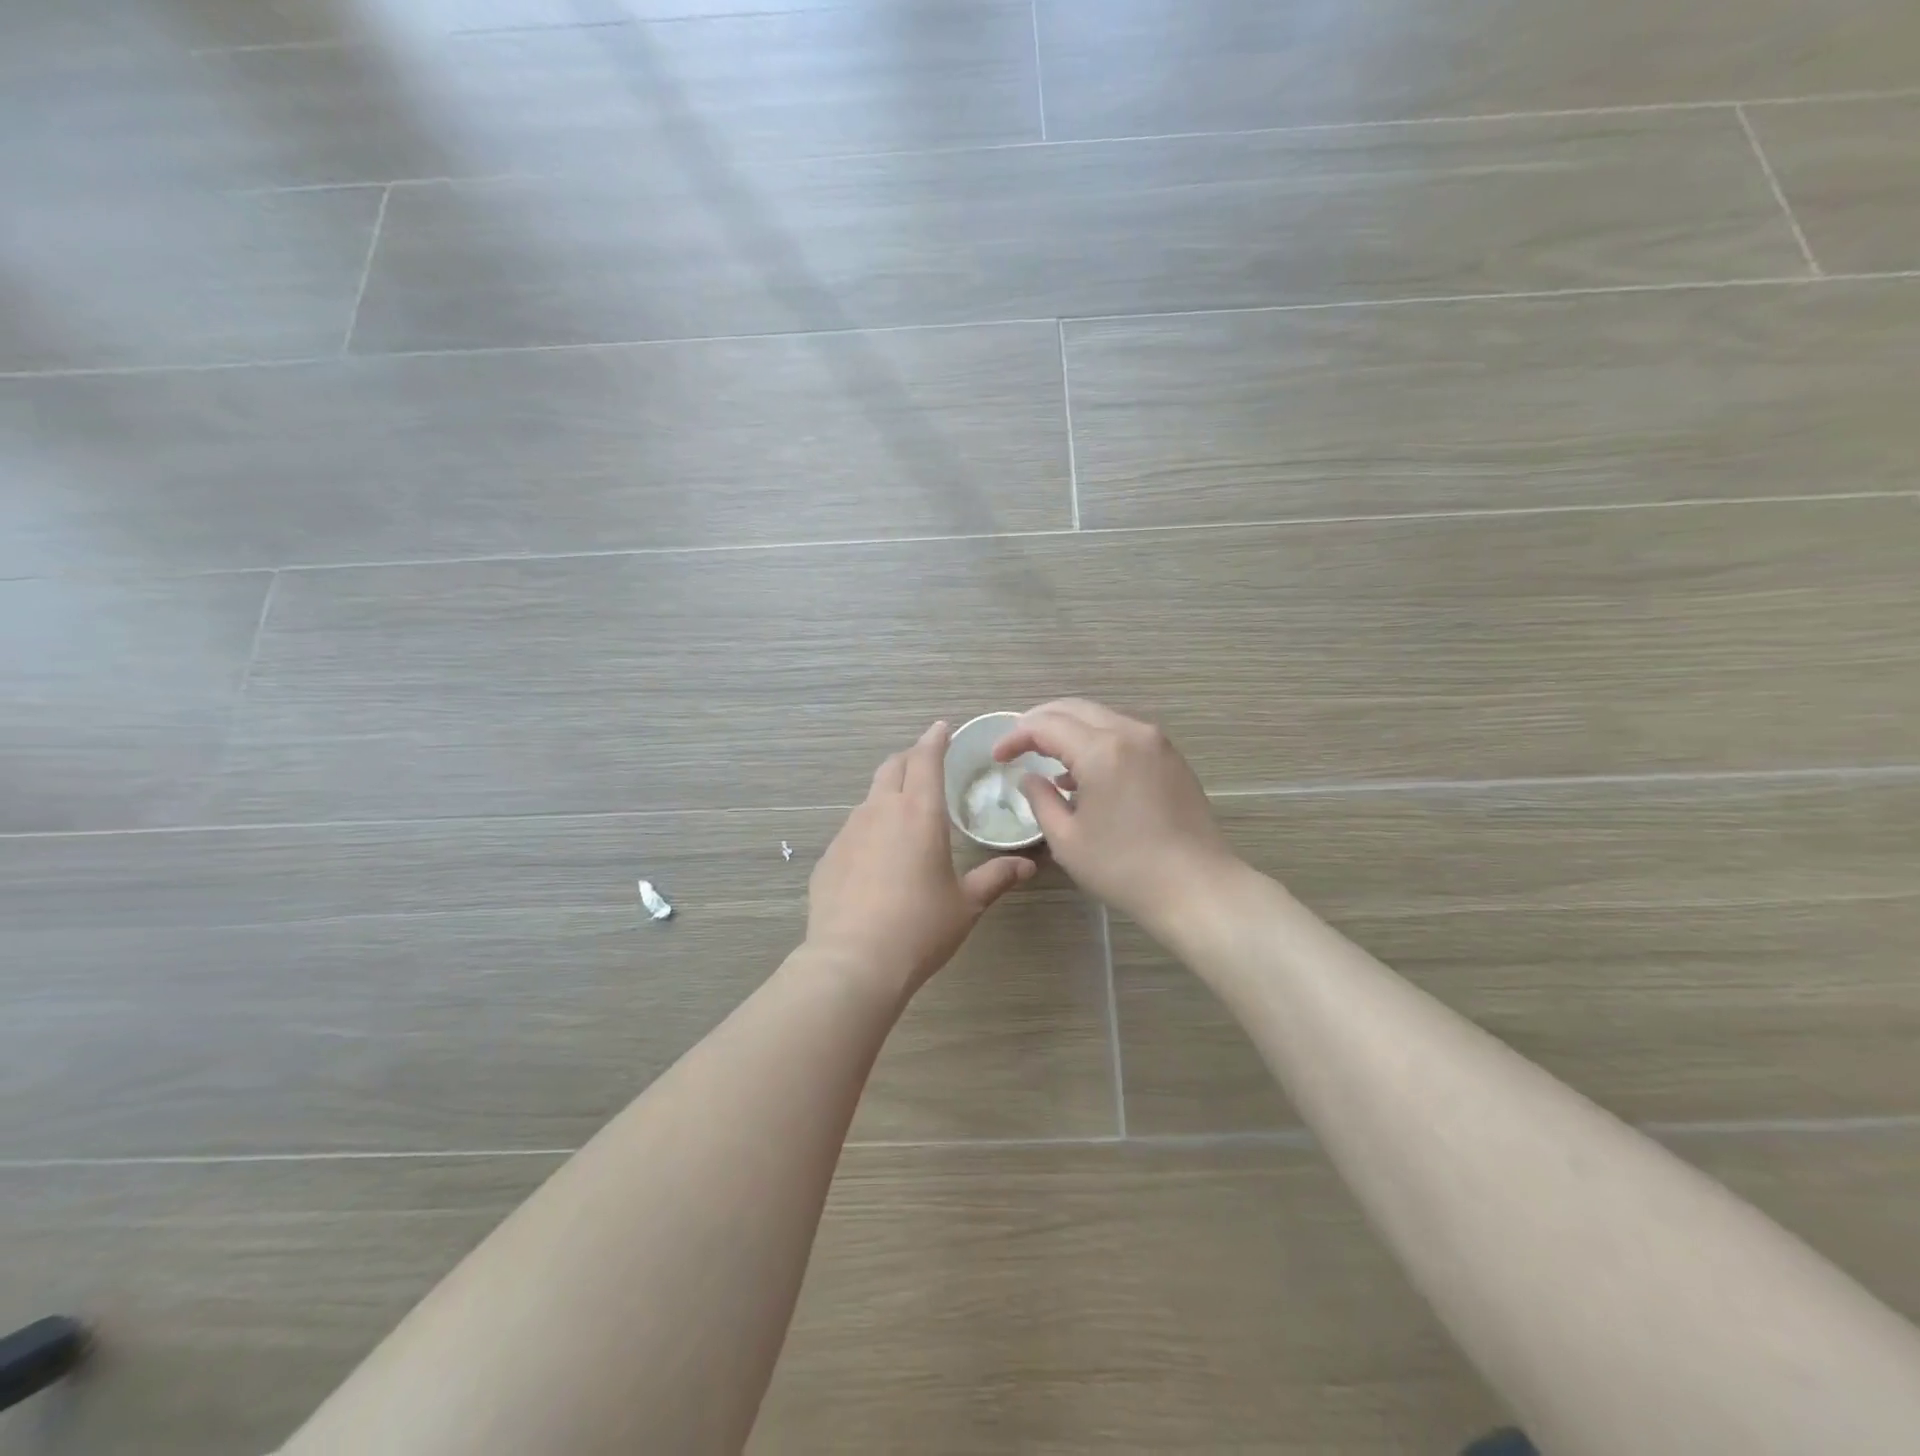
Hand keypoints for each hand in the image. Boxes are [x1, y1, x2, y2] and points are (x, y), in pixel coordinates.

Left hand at [808, 722, 1036, 997]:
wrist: (853, 960)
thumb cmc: (920, 927)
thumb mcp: (966, 904)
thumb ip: (995, 879)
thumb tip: (1027, 866)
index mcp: (920, 813)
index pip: (926, 759)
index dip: (935, 739)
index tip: (941, 728)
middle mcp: (881, 811)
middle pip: (892, 767)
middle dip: (910, 758)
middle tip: (925, 764)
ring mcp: (849, 831)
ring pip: (870, 798)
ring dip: (888, 794)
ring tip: (903, 815)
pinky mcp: (829, 856)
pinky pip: (852, 830)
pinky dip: (868, 829)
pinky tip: (876, 859)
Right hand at [993, 700, 1236, 928]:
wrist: (1197, 888)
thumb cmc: (1125, 869)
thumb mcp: (1067, 840)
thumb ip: (1041, 799)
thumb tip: (1030, 778)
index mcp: (1101, 750)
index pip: (1046, 725)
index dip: (1015, 736)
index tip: (997, 756)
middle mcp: (1130, 732)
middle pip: (1074, 709)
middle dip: (1039, 722)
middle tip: (1016, 745)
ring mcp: (1156, 742)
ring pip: (1101, 718)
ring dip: (1069, 730)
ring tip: (1046, 758)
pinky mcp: (1171, 757)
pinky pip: (1123, 734)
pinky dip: (1096, 741)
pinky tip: (1084, 772)